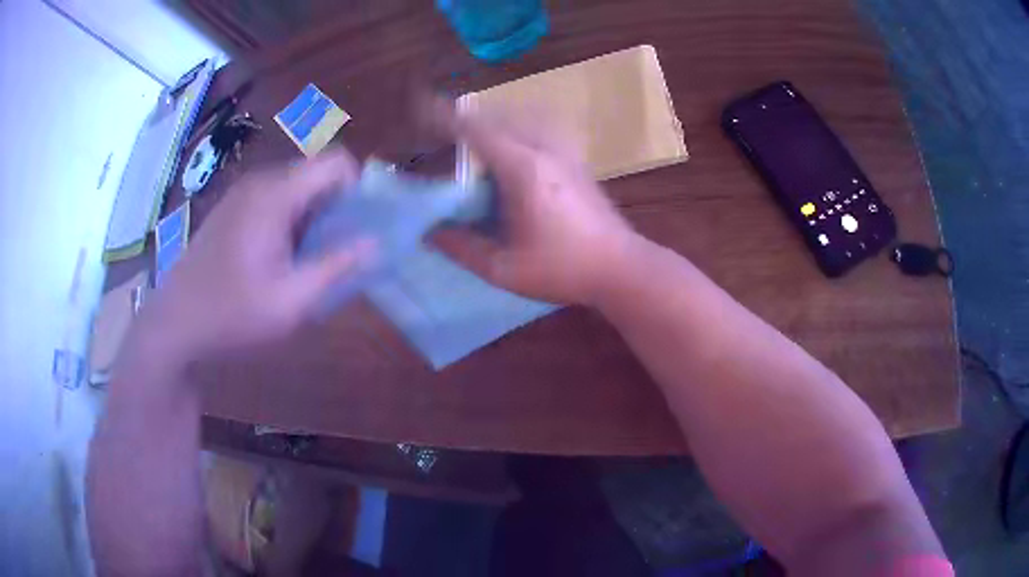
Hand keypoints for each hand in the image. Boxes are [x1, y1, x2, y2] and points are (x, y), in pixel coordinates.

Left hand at [123, 150, 374, 372]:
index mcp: (275, 196)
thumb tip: (376, 243)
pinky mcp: (231, 210)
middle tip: (336, 253)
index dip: (358, 188)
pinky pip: (275, 201)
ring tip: (308, 262)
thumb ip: (336, 267)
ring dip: (313, 218)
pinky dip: (290, 222)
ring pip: (296, 189)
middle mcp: (259, 184)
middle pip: (317, 174)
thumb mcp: (290, 301)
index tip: (359, 227)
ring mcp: (242, 195)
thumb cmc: (231, 315)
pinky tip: (279, 261)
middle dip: (337, 207)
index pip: (336, 162)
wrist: (174, 325)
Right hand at [432, 109, 643, 304]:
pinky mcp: (577, 161)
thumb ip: (462, 248)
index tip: (421, 108)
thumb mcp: (504, 268)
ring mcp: (565, 153)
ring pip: (523, 118)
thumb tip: (429, 232)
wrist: (621, 267)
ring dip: (495, 119)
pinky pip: (542, 127)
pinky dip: (518, 126)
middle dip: (467, 118)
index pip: (477, 131)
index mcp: (523, 170)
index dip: (446, 118)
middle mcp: (544, 150)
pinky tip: (514, 143)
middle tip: (441, 127)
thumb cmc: (563, 270)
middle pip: (499, 117)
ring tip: (474, 133)